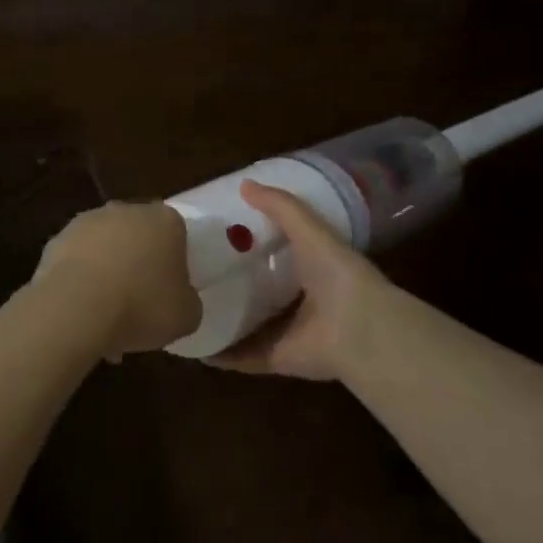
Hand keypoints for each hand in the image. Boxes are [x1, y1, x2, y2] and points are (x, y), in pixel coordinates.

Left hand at [32, 202, 201, 356]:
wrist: (77, 307)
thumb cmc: (142, 306)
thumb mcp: (186, 316)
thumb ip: (188, 301)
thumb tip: (179, 299)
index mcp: (164, 220)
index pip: (175, 233)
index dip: (173, 262)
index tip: (170, 289)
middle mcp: (124, 210)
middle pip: (137, 237)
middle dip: (137, 264)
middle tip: (139, 303)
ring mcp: (86, 221)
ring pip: (103, 248)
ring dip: (106, 274)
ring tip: (105, 317)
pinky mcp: (56, 240)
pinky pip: (76, 262)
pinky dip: (79, 282)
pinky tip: (80, 313)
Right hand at [209, 181, 395, 380]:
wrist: (358, 329)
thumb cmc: (336, 273)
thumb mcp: (308, 229)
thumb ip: (279, 207)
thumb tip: (243, 183)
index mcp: (310, 269)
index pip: (276, 254)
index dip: (250, 244)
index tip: (215, 234)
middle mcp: (298, 302)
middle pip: (258, 291)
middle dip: (231, 282)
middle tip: (191, 271)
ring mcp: (286, 333)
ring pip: (247, 325)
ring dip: (221, 319)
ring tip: (183, 307)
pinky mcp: (275, 359)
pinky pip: (242, 357)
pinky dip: (220, 355)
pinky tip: (192, 345)